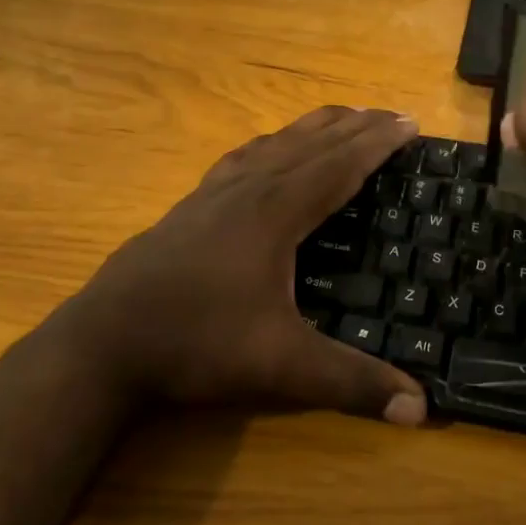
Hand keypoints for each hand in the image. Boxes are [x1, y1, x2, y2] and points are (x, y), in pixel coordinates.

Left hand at [60, 106, 426, 424]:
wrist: (104, 341)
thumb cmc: (198, 344)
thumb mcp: (282, 367)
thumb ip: (352, 384)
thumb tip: (421, 410)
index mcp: (277, 212)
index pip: (340, 165)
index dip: (378, 142)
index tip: (410, 122)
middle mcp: (249, 189)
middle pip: (311, 143)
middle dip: (355, 126)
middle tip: (392, 114)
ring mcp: (214, 193)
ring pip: (275, 143)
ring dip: (314, 127)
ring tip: (342, 117)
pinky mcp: (191, 205)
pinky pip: (242, 157)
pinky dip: (271, 144)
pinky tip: (266, 151)